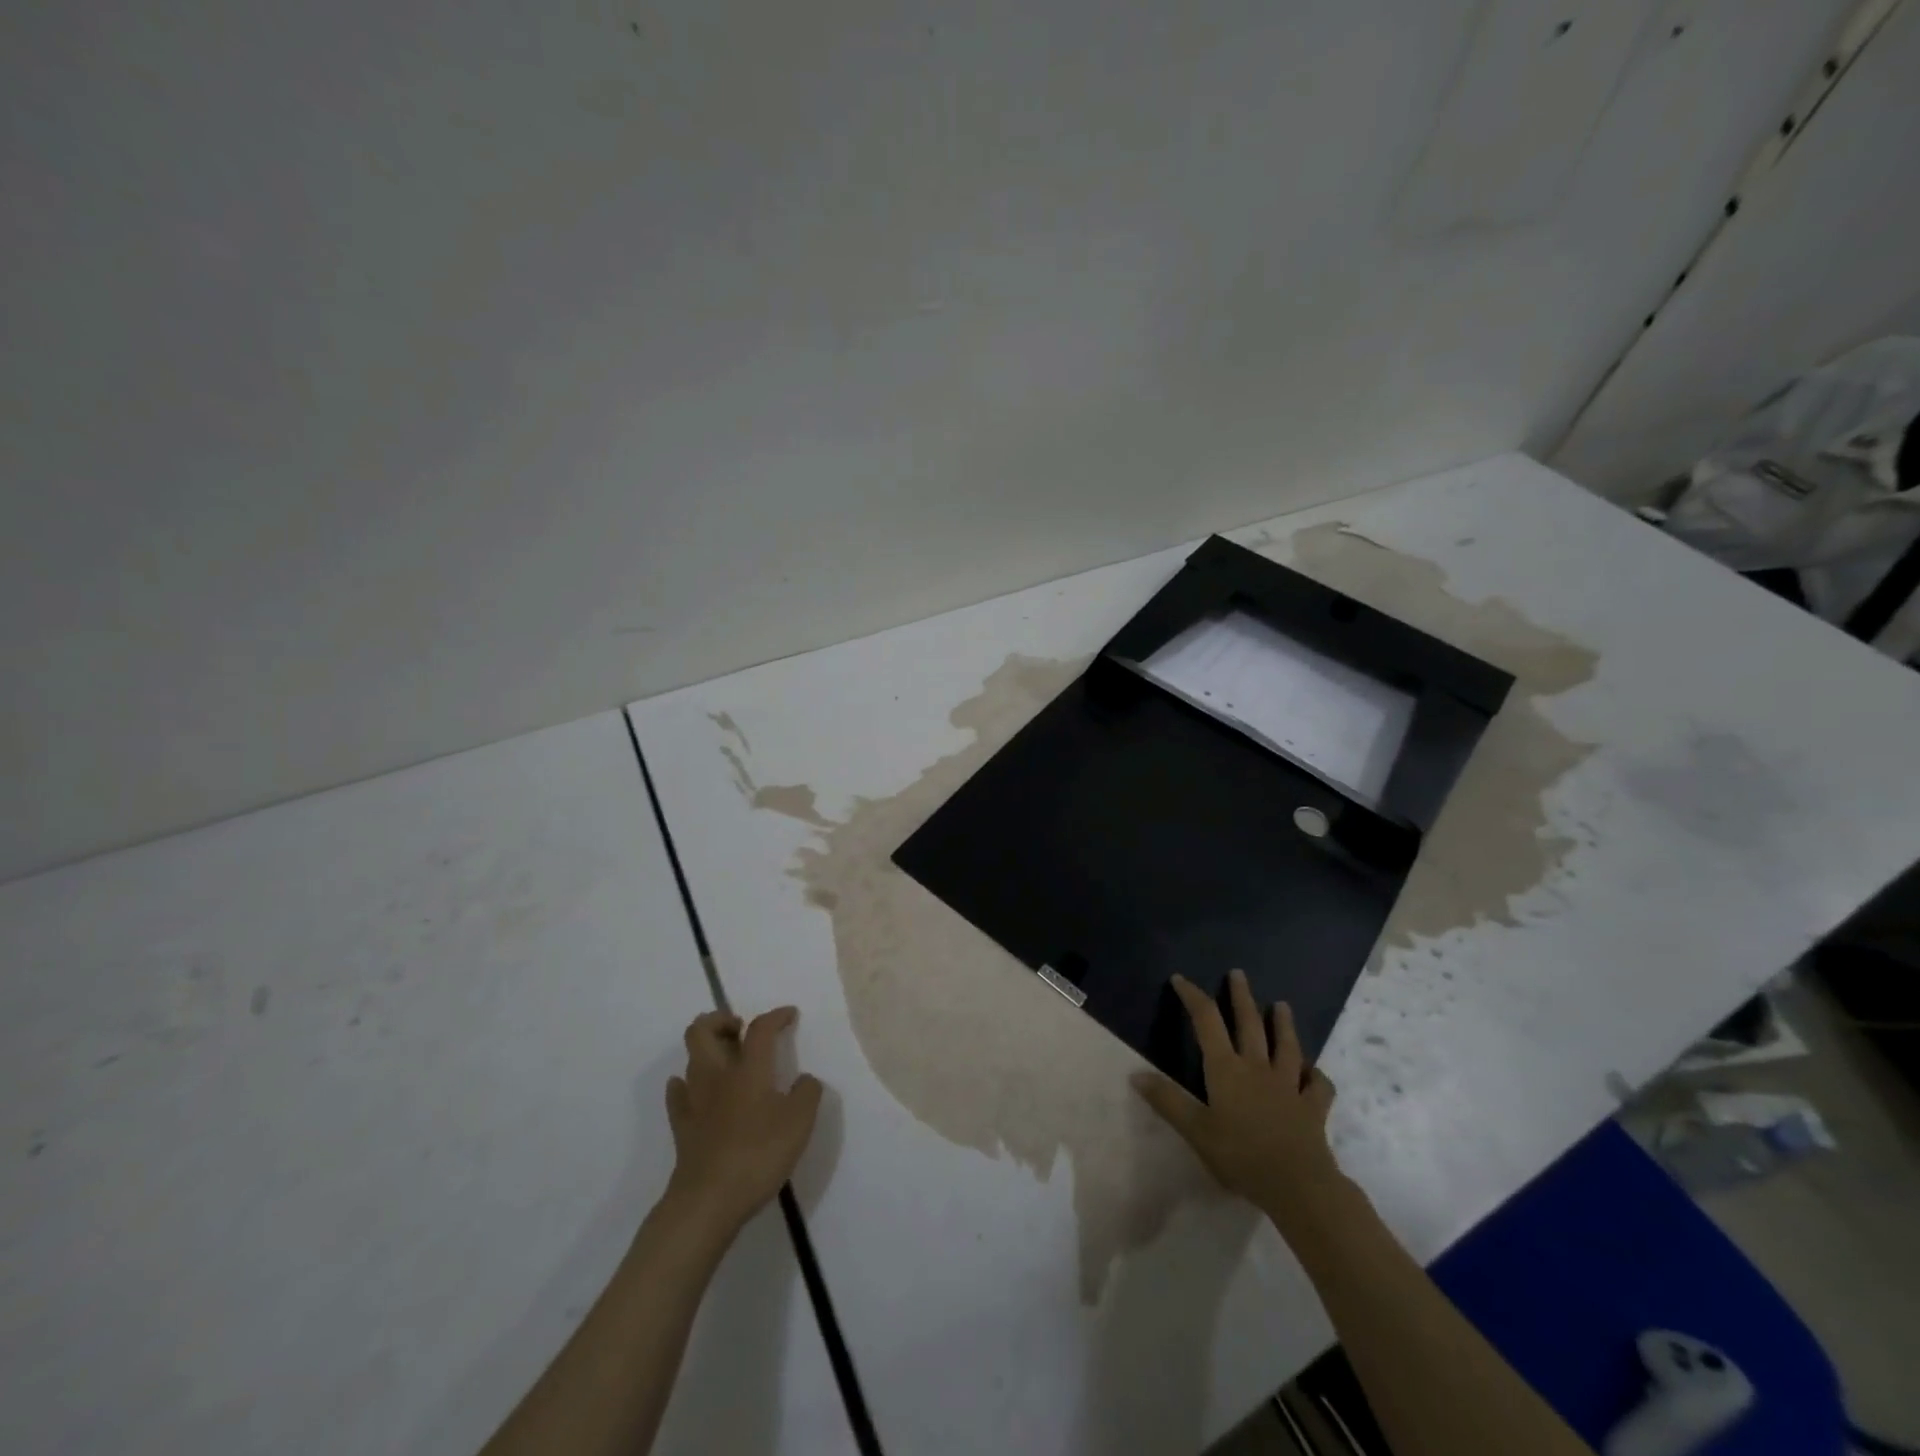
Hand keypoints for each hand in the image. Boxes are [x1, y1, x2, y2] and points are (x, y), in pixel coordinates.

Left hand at [665, 1006, 823, 1234]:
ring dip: (707, 1048)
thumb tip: (804, 1080)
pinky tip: (697, 1089)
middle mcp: (717, 1076)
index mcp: (749, 1069)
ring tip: (728, 1058)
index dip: (776, 1016)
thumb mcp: (799, 1123)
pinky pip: (678, 1094)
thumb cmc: (758, 1155)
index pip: (760, 1028)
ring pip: (691, 1057)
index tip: (790, 1014)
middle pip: (703, 1030)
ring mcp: (694, 1101)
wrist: (708, 1201)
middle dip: (721, 1019)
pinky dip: (686, 1083)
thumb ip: (807, 1093)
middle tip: (741, 1029)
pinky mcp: (682, 1127)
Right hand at [1133, 970, 1343, 1233]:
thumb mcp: (1195, 1131)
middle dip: (1241, 997)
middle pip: (1249, 1024)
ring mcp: (1289, 1086)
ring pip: (1287, 1047)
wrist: (1298, 1185)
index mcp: (1226, 1069)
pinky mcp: (1313, 1108)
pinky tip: (1314, 1072)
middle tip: (1238, 974)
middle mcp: (1257, 1068)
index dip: (1193, 996)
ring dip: (1283, 1024)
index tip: (1181, 979)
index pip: (1206, 1021)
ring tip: (1282, 1005)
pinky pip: (1318, 1086)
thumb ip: (1167, 1101)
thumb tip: (1135, 1074)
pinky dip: (1316, 1075)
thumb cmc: (1241, 1156)